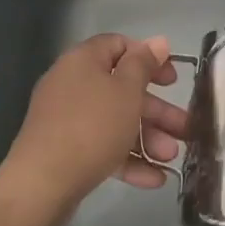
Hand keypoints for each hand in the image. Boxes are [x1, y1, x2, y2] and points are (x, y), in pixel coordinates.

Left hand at [3, 34, 188, 210]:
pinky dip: (127, 159)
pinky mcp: (64, 151)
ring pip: (115, 121)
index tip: (172, 80)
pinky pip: (102, 147)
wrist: (41, 184)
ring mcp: (66, 119)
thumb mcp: (127, 90)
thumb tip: (158, 41)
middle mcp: (72, 84)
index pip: (120, 46)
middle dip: (156, 110)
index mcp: (84, 60)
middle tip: (183, 128)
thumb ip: (145, 64)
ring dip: (147, 137)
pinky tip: (155, 179)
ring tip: (171, 158)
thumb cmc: (92, 126)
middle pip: (122, 89)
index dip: (149, 58)